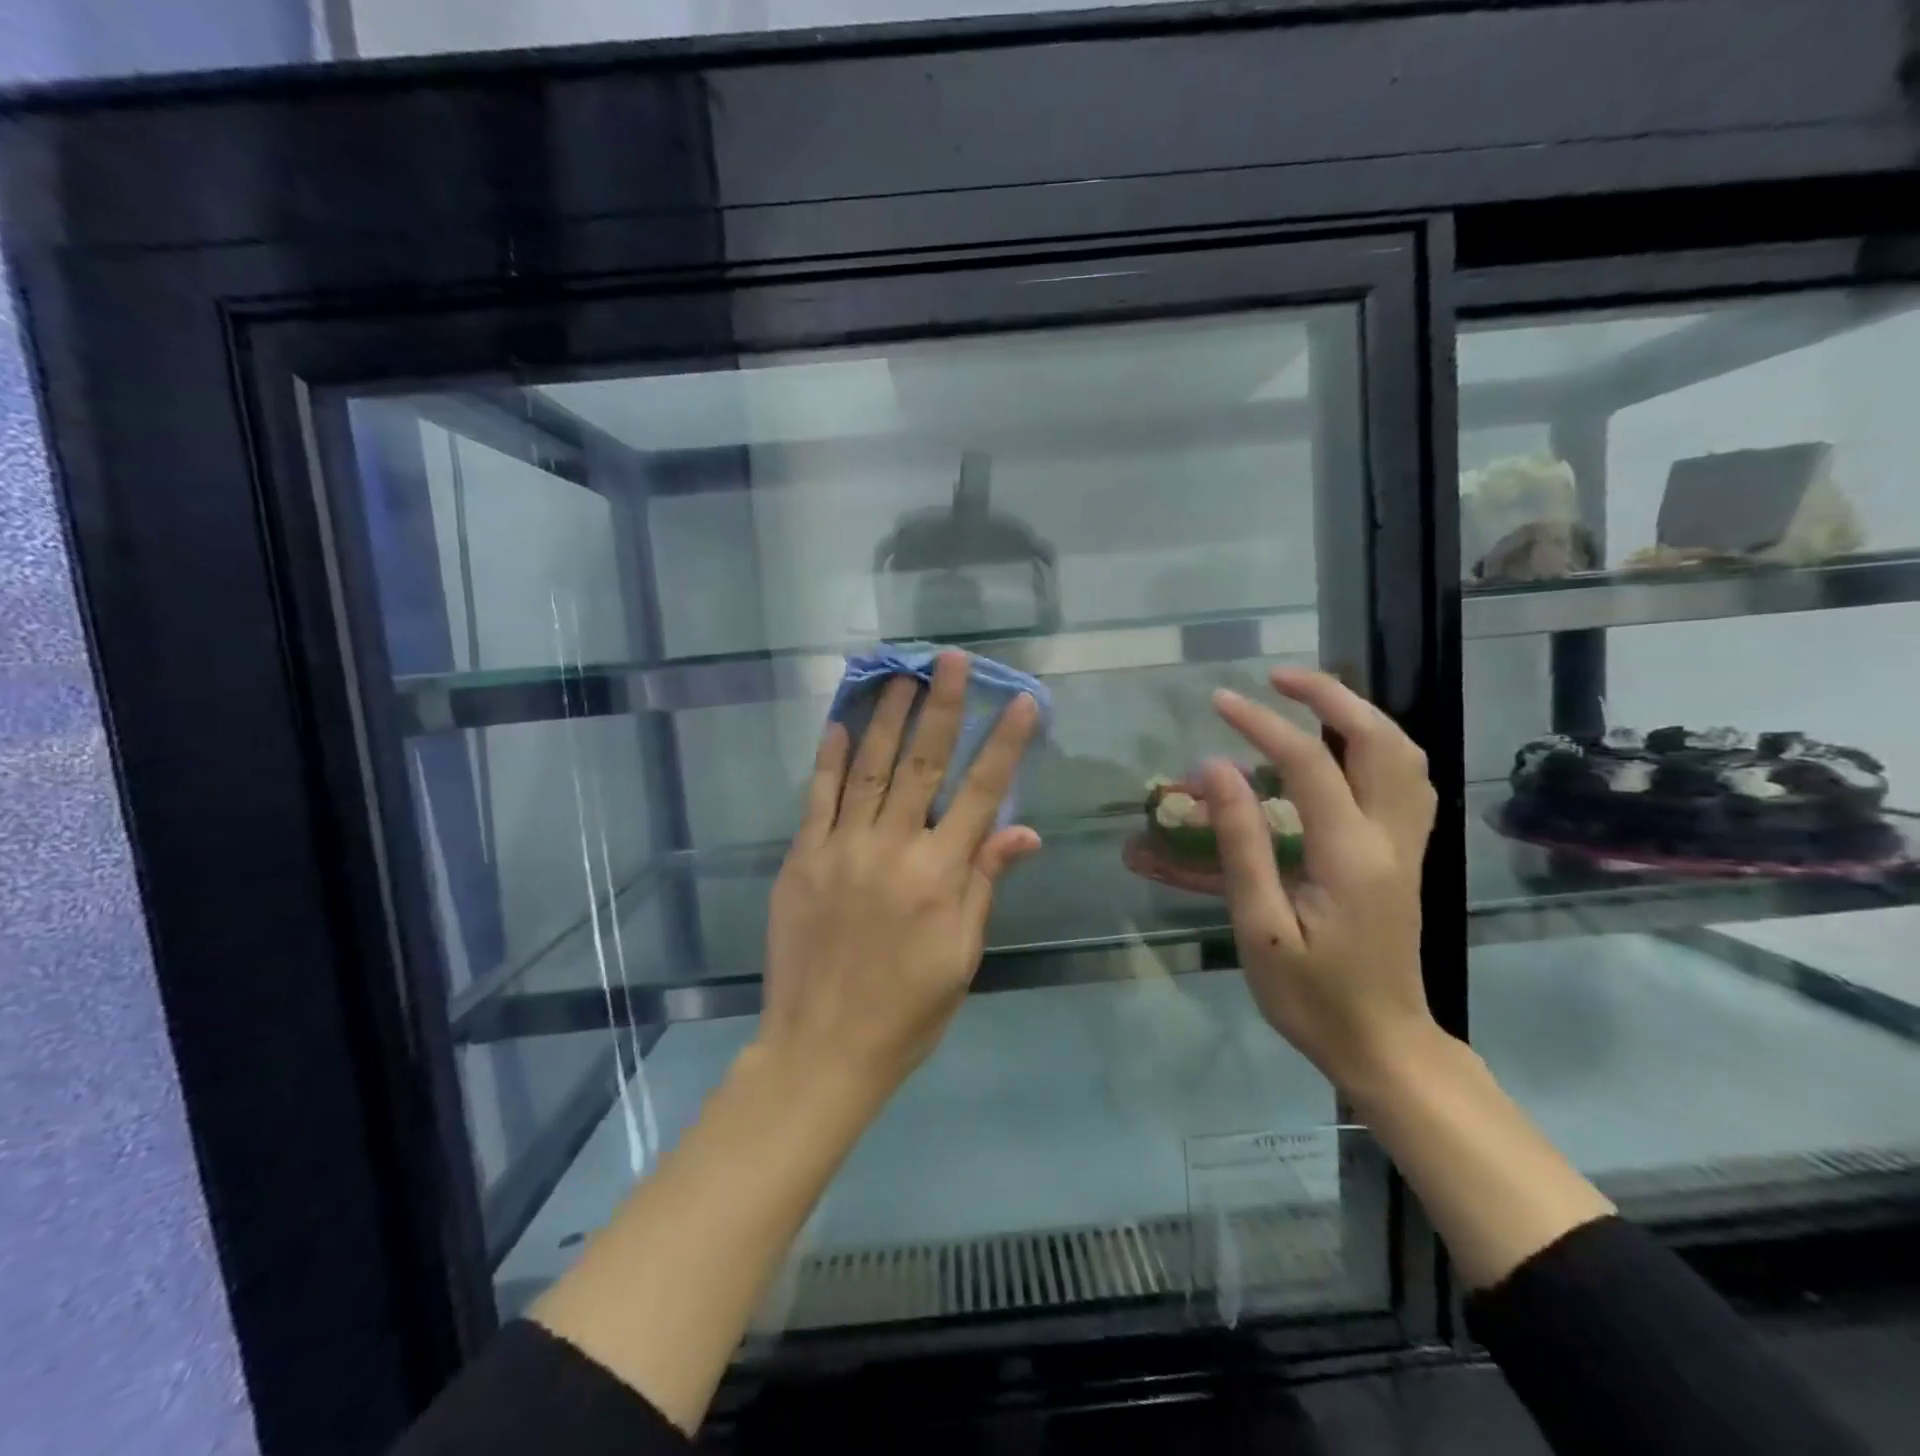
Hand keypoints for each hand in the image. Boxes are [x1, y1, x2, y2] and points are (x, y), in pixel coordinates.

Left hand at [758, 652, 1041, 1102]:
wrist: (822, 1048)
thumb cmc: (908, 1010)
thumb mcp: (962, 954)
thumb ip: (985, 882)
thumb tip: (1022, 829)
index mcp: (939, 875)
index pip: (981, 793)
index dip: (1005, 744)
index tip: (1021, 701)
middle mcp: (892, 848)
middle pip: (922, 765)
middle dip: (942, 707)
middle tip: (951, 659)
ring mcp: (841, 849)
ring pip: (868, 768)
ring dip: (887, 717)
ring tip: (901, 675)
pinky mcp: (801, 859)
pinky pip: (816, 798)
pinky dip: (827, 758)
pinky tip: (837, 722)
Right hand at [1201, 667, 1439, 1089]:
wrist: (1385, 1045)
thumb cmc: (1312, 996)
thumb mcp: (1260, 927)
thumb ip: (1241, 844)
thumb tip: (1214, 770)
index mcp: (1350, 855)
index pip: (1308, 763)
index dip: (1262, 723)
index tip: (1218, 701)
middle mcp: (1391, 837)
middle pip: (1380, 739)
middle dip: (1330, 696)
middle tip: (1277, 678)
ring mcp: (1409, 845)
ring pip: (1405, 755)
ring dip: (1359, 714)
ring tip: (1308, 699)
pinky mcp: (1408, 856)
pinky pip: (1408, 780)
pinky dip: (1377, 744)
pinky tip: (1343, 747)